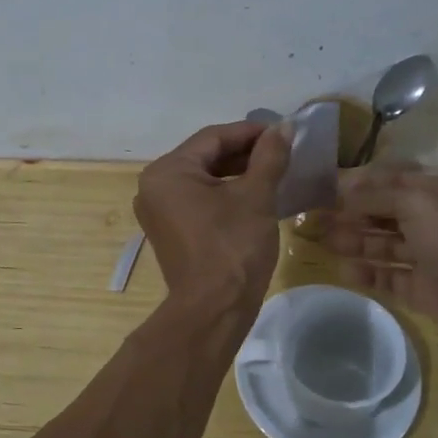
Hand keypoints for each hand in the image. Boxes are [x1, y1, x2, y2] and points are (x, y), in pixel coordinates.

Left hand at [134, 121, 289, 311]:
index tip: (283, 132)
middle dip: (244, 153)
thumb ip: (269, 157)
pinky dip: (225, 194)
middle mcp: (154, 186)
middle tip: (281, 152)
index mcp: (167, 171)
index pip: (213, 138)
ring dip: (237, 173)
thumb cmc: (233, 247)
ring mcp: (159, 211)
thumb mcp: (256, 196)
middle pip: (205, 157)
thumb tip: (283, 128)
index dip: (250, 132)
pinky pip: (198, 200)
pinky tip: (255, 195)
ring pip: (203, 179)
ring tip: (273, 171)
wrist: (214, 309)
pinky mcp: (170, 231)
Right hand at [322, 167, 437, 351]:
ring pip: (384, 246)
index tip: (327, 189)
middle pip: (385, 214)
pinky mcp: (422, 289)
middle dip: (353, 215)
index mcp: (437, 194)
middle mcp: (433, 222)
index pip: (393, 181)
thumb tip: (342, 192)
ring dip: (355, 242)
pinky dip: (368, 274)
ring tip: (325, 243)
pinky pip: (389, 277)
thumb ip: (376, 196)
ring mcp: (428, 257)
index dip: (361, 184)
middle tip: (318, 219)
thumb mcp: (415, 202)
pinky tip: (345, 271)